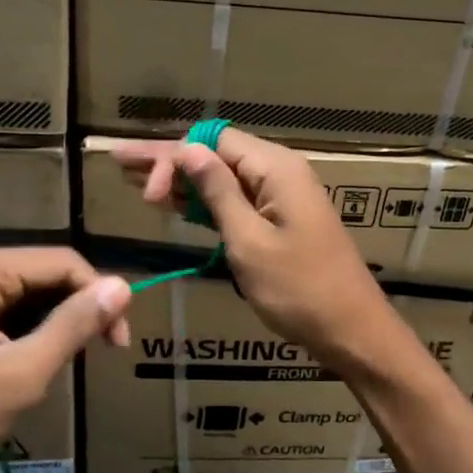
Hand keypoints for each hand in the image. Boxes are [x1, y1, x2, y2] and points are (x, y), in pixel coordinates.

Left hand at [0, 247, 130, 472]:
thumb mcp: (23, 374)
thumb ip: (74, 325)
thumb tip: (124, 286)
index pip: (62, 262)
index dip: (99, 294)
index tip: (119, 342)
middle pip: (47, 271)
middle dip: (80, 306)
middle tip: (104, 350)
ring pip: (32, 288)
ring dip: (59, 318)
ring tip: (69, 359)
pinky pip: (10, 303)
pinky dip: (34, 326)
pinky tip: (40, 356)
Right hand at [113, 129, 399, 371]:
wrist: (353, 331)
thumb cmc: (300, 291)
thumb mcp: (249, 242)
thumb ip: (218, 193)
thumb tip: (186, 149)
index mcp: (276, 169)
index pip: (213, 141)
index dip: (174, 157)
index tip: (145, 192)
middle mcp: (280, 173)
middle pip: (215, 154)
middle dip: (168, 161)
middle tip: (119, 163)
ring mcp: (283, 197)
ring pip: (223, 178)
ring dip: (182, 181)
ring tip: (134, 181)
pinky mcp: (282, 221)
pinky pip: (238, 200)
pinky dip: (205, 203)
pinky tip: (174, 203)